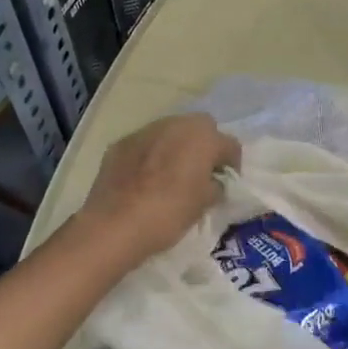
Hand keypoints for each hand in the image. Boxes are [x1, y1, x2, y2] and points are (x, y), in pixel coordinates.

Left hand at [74, 114, 240, 265]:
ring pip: (170, 132)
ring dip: (176, 147)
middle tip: (201, 172)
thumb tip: (213, 182)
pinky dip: (150, 156)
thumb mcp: (204, 204)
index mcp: (203, 137)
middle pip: (200, 128)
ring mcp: (145, 131)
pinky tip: (145, 179)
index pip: (230, 145)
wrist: (115, 223)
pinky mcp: (121, 143)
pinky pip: (145, 145)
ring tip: (172, 174)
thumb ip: (215, 186)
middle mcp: (176, 124)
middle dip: (204, 146)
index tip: (227, 182)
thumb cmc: (169, 212)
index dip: (232, 164)